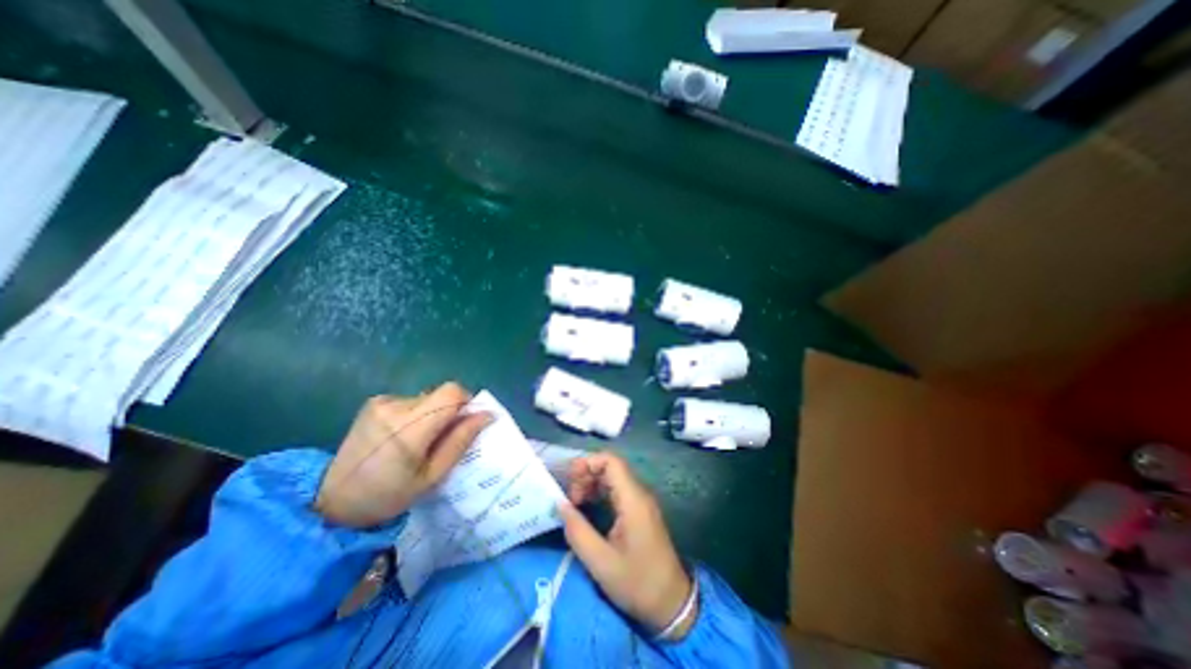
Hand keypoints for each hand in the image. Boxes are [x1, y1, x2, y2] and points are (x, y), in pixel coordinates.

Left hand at [314, 384, 491, 528]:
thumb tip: (487, 414)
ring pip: (427, 397)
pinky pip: (411, 400)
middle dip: (449, 412)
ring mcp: (381, 402)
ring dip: (431, 414)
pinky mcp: (374, 402)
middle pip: (441, 394)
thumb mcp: (432, 476)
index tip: (465, 423)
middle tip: (439, 440)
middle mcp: (395, 407)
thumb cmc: (389, 495)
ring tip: (417, 442)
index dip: (466, 402)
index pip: (452, 392)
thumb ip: (461, 440)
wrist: (334, 501)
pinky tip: (401, 436)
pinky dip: (416, 414)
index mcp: (410, 428)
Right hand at [558, 453, 700, 639]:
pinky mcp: (640, 510)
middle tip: (571, 499)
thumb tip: (560, 505)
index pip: (611, 461)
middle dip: (586, 475)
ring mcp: (641, 501)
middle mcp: (639, 493)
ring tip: (576, 504)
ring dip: (592, 484)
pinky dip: (600, 492)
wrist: (672, 603)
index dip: (588, 463)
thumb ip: (577, 531)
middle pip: (611, 467)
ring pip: (613, 477)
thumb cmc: (637, 583)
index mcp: (633, 500)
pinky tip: (588, 508)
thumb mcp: (601, 563)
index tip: (570, 480)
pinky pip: (618, 490)